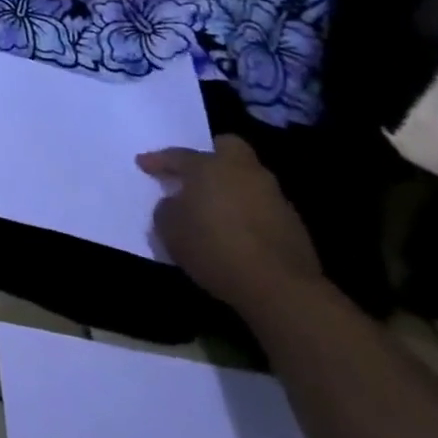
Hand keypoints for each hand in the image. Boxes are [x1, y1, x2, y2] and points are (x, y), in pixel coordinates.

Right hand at [137, 135, 322, 314]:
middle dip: (212, 155)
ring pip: (248, 179)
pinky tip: (237, 233)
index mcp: (209, 167)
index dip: (158, 160)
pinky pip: (262, 207)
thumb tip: (175, 204)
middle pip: (229, 148)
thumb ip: (167, 209)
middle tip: (195, 173)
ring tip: (214, 209)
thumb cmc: (214, 248)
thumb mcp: (169, 229)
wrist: (280, 289)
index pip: (178, 155)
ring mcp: (274, 197)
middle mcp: (244, 173)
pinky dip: (248, 213)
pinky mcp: (294, 225)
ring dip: (231, 188)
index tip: (143, 164)